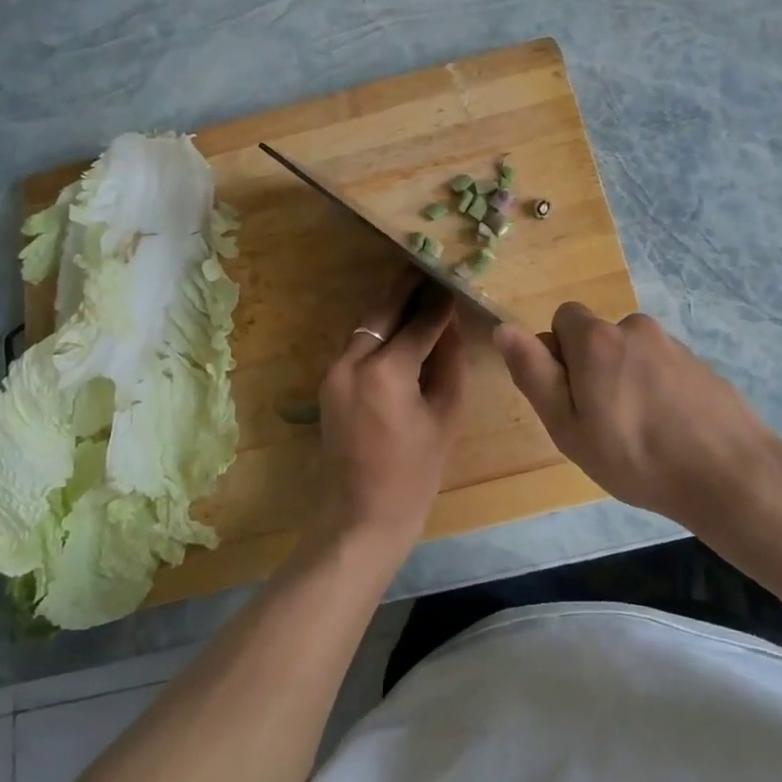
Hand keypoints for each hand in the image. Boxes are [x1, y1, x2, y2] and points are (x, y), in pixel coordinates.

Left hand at [313, 270, 467, 555]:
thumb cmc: (415, 474)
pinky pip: (357, 344)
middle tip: (426, 264)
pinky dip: (378, 329)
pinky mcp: (328, 383)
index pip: (419, 324)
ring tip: (416, 286)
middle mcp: (353, 362)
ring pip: (365, 324)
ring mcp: (334, 372)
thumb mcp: (445, 416)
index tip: (452, 280)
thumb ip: (448, 363)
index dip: (439, 302)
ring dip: (390, 305)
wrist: (362, 517)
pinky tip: (398, 322)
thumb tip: (451, 324)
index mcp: (386, 373)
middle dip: (406, 286)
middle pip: (382, 310)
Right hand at [495, 303, 781, 527]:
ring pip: (629, 354)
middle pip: (596, 337)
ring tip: (638, 433)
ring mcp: (673, 344)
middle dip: (591, 369)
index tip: (571, 400)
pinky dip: (655, 389)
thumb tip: (503, 328)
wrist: (730, 475)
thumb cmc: (635, 456)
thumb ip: (534, 373)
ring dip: (624, 380)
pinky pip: (660, 368)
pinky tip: (668, 431)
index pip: (561, 320)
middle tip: (602, 423)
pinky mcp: (700, 364)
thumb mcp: (568, 426)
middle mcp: (634, 327)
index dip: (558, 357)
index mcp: (597, 338)